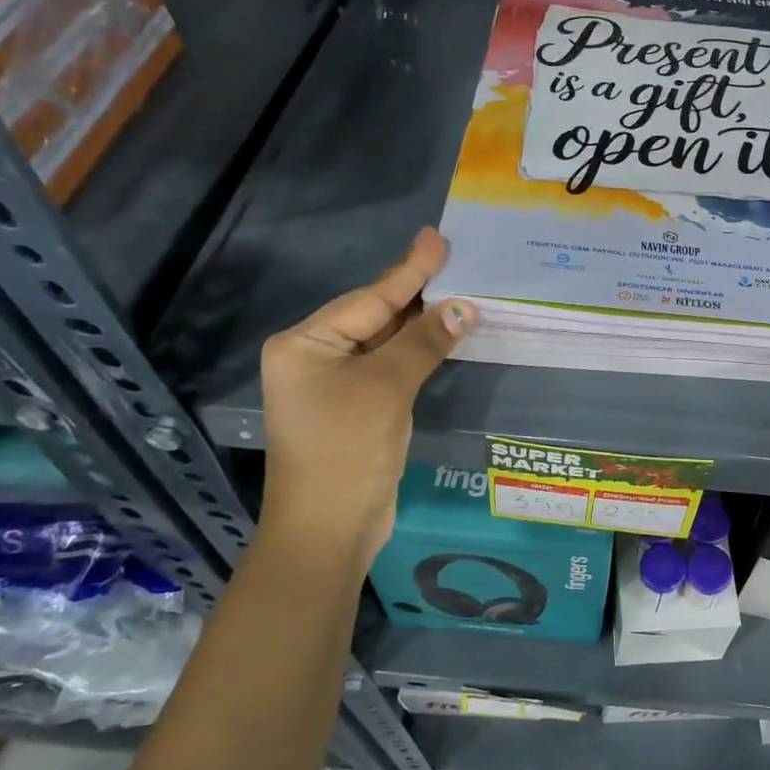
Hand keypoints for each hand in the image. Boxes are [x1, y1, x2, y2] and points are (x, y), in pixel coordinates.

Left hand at [257, 228, 474, 568]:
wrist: (329, 531)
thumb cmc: (347, 450)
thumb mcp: (387, 388)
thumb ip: (424, 341)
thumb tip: (464, 306)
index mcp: (305, 344)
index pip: (369, 299)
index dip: (409, 270)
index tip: (437, 238)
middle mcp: (314, 357)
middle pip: (374, 315)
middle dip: (415, 291)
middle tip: (453, 259)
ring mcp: (334, 384)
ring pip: (385, 341)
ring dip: (421, 322)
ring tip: (457, 288)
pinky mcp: (356, 407)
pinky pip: (390, 366)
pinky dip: (417, 351)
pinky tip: (442, 334)